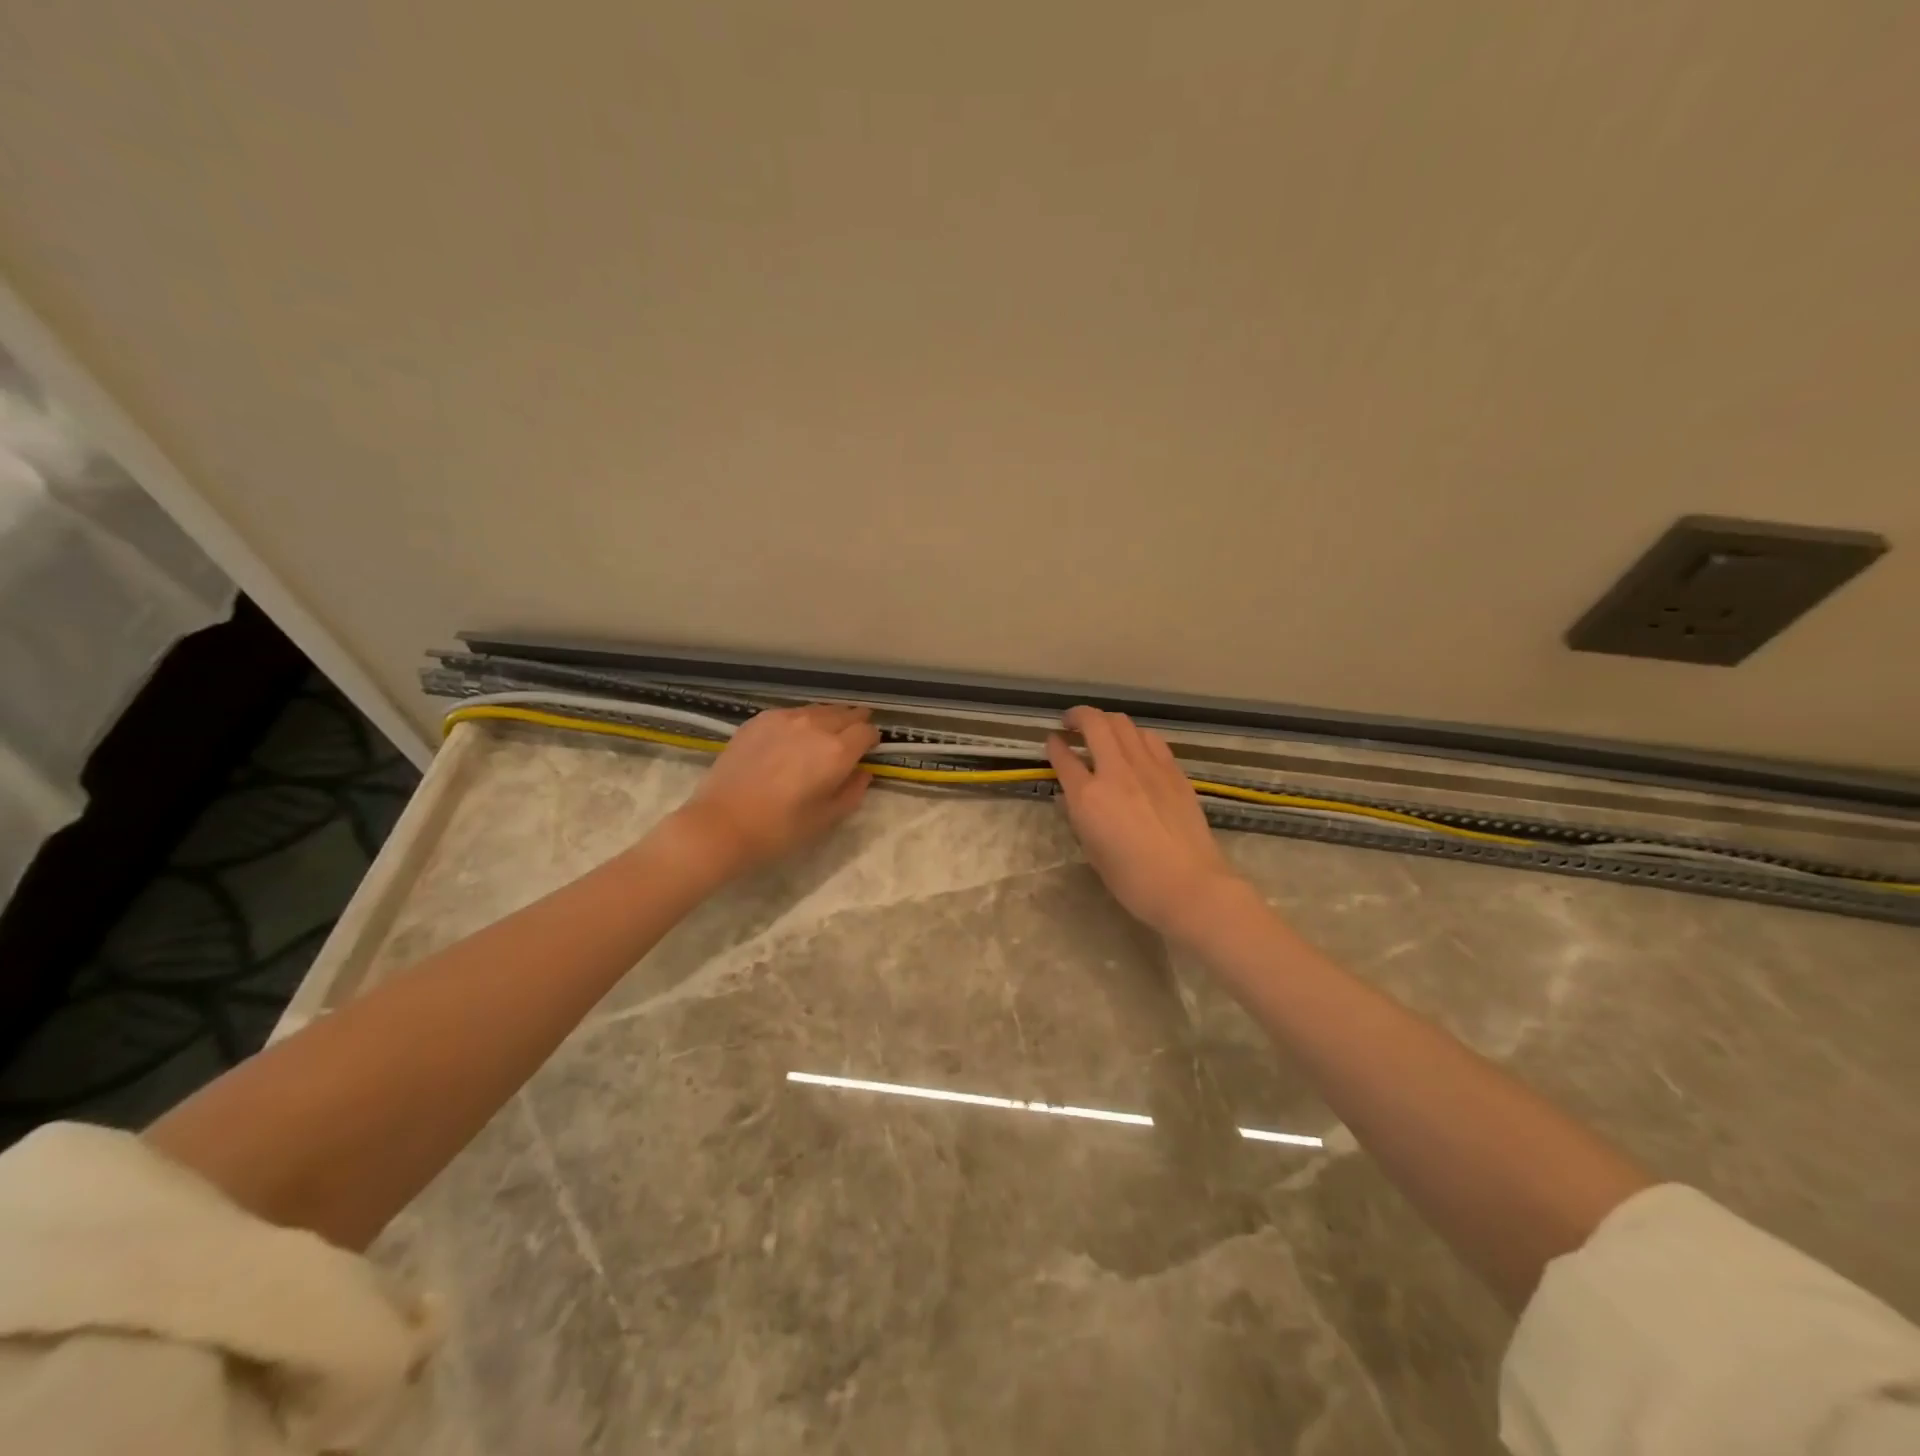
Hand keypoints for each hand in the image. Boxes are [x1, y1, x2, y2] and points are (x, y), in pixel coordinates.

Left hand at [677, 704, 879, 874]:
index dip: (872, 740)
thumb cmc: (780, 828)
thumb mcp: (827, 818)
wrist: (722, 824)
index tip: (870, 750)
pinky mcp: (758, 720)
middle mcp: (815, 726)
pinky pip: (791, 712)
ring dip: (829, 718)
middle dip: (854, 723)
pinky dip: (801, 720)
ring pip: (818, 709)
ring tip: (826, 732)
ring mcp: (784, 719)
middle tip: (854, 736)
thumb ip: (853, 791)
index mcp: (837, 751)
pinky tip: (793, 736)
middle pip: (845, 713)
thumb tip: (863, 772)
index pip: (867, 731)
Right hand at [1046, 707, 1247, 938]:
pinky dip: (1135, 735)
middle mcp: (1116, 772)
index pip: (1064, 758)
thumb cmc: (1133, 881)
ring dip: (1107, 721)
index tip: (1051, 741)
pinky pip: (1150, 740)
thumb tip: (1072, 797)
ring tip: (1102, 731)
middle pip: (1095, 724)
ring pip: (1124, 724)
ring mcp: (1148, 767)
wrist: (1189, 885)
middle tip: (1071, 723)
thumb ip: (1080, 817)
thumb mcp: (1093, 852)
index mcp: (1088, 797)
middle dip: (1078, 716)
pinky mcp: (1173, 771)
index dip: (1054, 746)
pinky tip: (1135, 747)